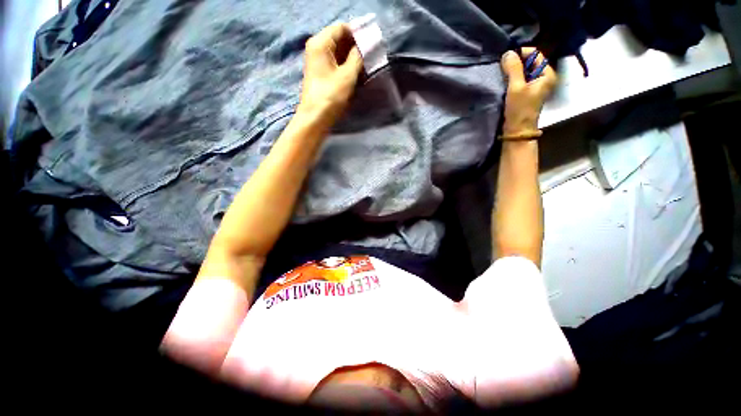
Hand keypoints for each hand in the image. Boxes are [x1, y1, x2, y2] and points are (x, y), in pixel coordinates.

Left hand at [298, 23, 363, 126]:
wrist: (315, 117)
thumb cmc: (331, 95)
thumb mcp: (348, 75)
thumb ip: (358, 57)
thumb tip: (366, 45)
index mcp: (321, 43)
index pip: (342, 28)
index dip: (358, 33)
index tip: (372, 43)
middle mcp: (317, 48)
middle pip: (340, 39)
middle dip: (356, 46)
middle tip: (371, 55)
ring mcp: (318, 61)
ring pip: (338, 52)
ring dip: (353, 57)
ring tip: (366, 65)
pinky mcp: (321, 73)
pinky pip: (336, 62)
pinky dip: (346, 65)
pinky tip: (357, 73)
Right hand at [500, 48, 556, 138]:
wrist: (517, 130)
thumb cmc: (520, 109)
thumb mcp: (516, 87)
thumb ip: (513, 69)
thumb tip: (508, 52)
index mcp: (546, 74)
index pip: (535, 54)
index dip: (521, 53)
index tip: (506, 57)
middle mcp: (543, 77)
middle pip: (530, 62)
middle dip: (516, 62)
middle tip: (502, 65)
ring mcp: (535, 85)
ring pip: (524, 71)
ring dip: (513, 70)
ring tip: (502, 72)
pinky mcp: (527, 92)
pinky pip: (520, 79)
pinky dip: (512, 78)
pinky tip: (504, 80)